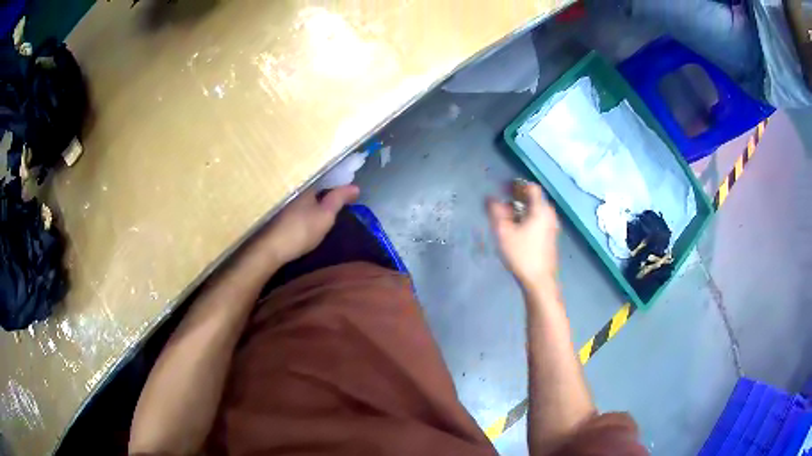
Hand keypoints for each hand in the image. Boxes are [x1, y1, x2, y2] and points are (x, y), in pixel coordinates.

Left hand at [254, 185, 359, 265]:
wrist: (270, 249)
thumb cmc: (300, 230)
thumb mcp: (326, 215)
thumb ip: (339, 199)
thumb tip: (355, 186)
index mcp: (305, 184)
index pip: (325, 177)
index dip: (336, 183)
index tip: (346, 191)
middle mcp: (292, 187)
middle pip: (312, 186)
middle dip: (323, 191)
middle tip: (337, 200)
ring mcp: (282, 201)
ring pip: (301, 196)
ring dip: (311, 200)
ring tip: (323, 208)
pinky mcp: (275, 214)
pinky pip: (293, 206)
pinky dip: (302, 209)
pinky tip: (305, 216)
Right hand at [488, 183, 558, 290]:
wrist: (539, 280)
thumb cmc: (522, 254)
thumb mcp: (503, 232)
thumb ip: (495, 212)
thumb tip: (489, 198)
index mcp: (541, 209)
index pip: (531, 187)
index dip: (516, 185)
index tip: (503, 189)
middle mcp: (549, 215)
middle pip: (534, 198)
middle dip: (517, 197)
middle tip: (501, 203)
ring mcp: (551, 227)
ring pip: (536, 210)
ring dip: (521, 209)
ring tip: (506, 217)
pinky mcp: (550, 238)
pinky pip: (538, 220)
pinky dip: (527, 218)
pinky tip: (516, 229)